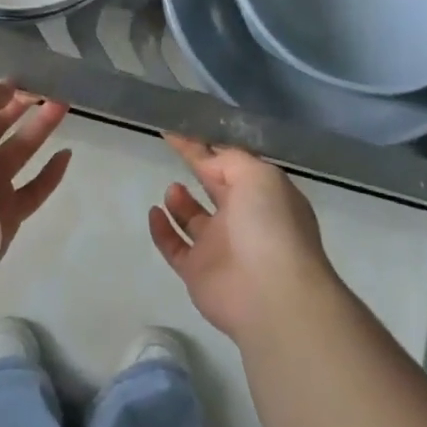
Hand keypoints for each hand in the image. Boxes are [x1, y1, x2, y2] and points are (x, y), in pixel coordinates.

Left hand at [0, 80, 73, 254]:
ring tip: (63, 105)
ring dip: (40, 129)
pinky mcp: (8, 214)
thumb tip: (6, 87)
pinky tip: (66, 154)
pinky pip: (34, 190)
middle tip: (46, 88)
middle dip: (19, 106)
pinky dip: (51, 173)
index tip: (22, 78)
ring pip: (18, 152)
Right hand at [148, 135, 336, 339]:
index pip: (230, 165)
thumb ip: (229, 161)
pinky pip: (174, 246)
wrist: (272, 294)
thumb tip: (205, 160)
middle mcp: (243, 220)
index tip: (177, 132)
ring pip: (194, 219)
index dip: (204, 148)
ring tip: (172, 189)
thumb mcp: (258, 176)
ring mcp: (219, 247)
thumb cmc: (270, 226)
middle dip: (199, 170)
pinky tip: (154, 213)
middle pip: (215, 189)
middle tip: (173, 153)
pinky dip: (162, 230)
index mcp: (263, 196)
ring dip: (180, 201)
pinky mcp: (197, 271)